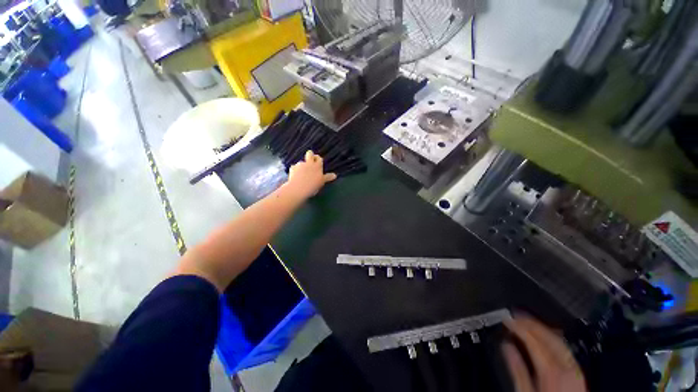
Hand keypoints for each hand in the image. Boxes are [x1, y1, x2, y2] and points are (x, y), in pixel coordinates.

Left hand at [285, 150, 336, 199]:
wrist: (298, 188)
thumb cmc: (313, 185)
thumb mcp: (322, 182)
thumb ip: (328, 177)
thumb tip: (335, 175)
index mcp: (317, 166)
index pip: (319, 158)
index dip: (318, 159)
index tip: (317, 162)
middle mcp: (309, 163)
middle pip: (309, 153)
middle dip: (310, 155)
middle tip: (310, 163)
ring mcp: (300, 165)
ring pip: (301, 162)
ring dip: (302, 166)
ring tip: (302, 174)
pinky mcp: (292, 168)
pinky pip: (294, 167)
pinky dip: (295, 171)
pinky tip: (295, 177)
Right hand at [502, 314, 586, 391]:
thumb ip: (518, 369)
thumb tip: (506, 345)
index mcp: (552, 370)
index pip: (533, 340)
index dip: (518, 326)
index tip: (506, 319)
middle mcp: (566, 365)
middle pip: (547, 336)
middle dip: (530, 323)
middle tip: (515, 315)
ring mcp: (574, 367)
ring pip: (557, 339)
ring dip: (541, 327)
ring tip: (527, 320)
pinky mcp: (577, 371)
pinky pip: (564, 346)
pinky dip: (551, 336)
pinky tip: (544, 335)